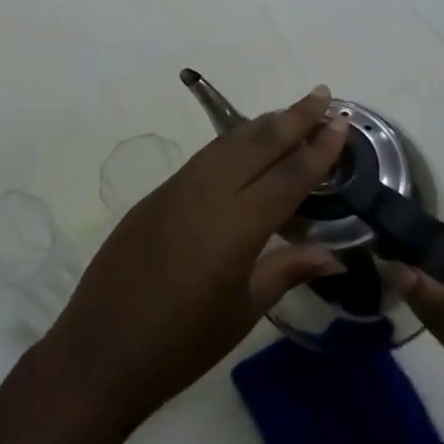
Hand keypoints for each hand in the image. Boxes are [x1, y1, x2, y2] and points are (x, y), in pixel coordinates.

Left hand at [44, 86, 348, 428]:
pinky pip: (202, 159)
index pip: (288, 177)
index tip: (342, 122)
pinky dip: (230, 145)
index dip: (318, 149)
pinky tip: (243, 148)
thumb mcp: (242, 312)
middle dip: (292, 117)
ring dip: (260, 126)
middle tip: (321, 95)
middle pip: (256, 144)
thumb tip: (331, 255)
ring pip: (226, 144)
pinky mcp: (154, 196)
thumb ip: (286, 271)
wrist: (102, 349)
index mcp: (235, 226)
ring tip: (289, 115)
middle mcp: (206, 194)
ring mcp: (175, 190)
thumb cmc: (182, 344)